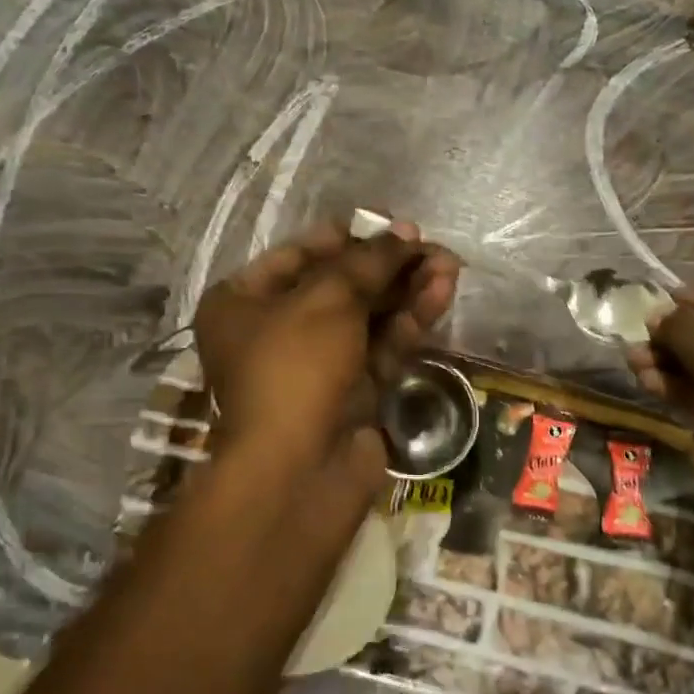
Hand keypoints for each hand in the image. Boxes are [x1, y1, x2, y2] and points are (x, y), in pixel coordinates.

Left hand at [193, 219, 458, 505]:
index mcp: (244, 303)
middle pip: (341, 285)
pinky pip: (383, 346)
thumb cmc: (295, 368)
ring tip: (449, 265)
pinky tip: (441, 293)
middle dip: (388, 264)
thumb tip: (405, 234)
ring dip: (407, 290)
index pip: (300, 255)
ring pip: (368, 316)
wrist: (300, 470)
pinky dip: (410, 321)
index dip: (349, 236)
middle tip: (431, 246)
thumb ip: (368, 262)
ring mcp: (318, 365)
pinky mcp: (354, 392)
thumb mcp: (327, 300)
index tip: (393, 224)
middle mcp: (277, 331)